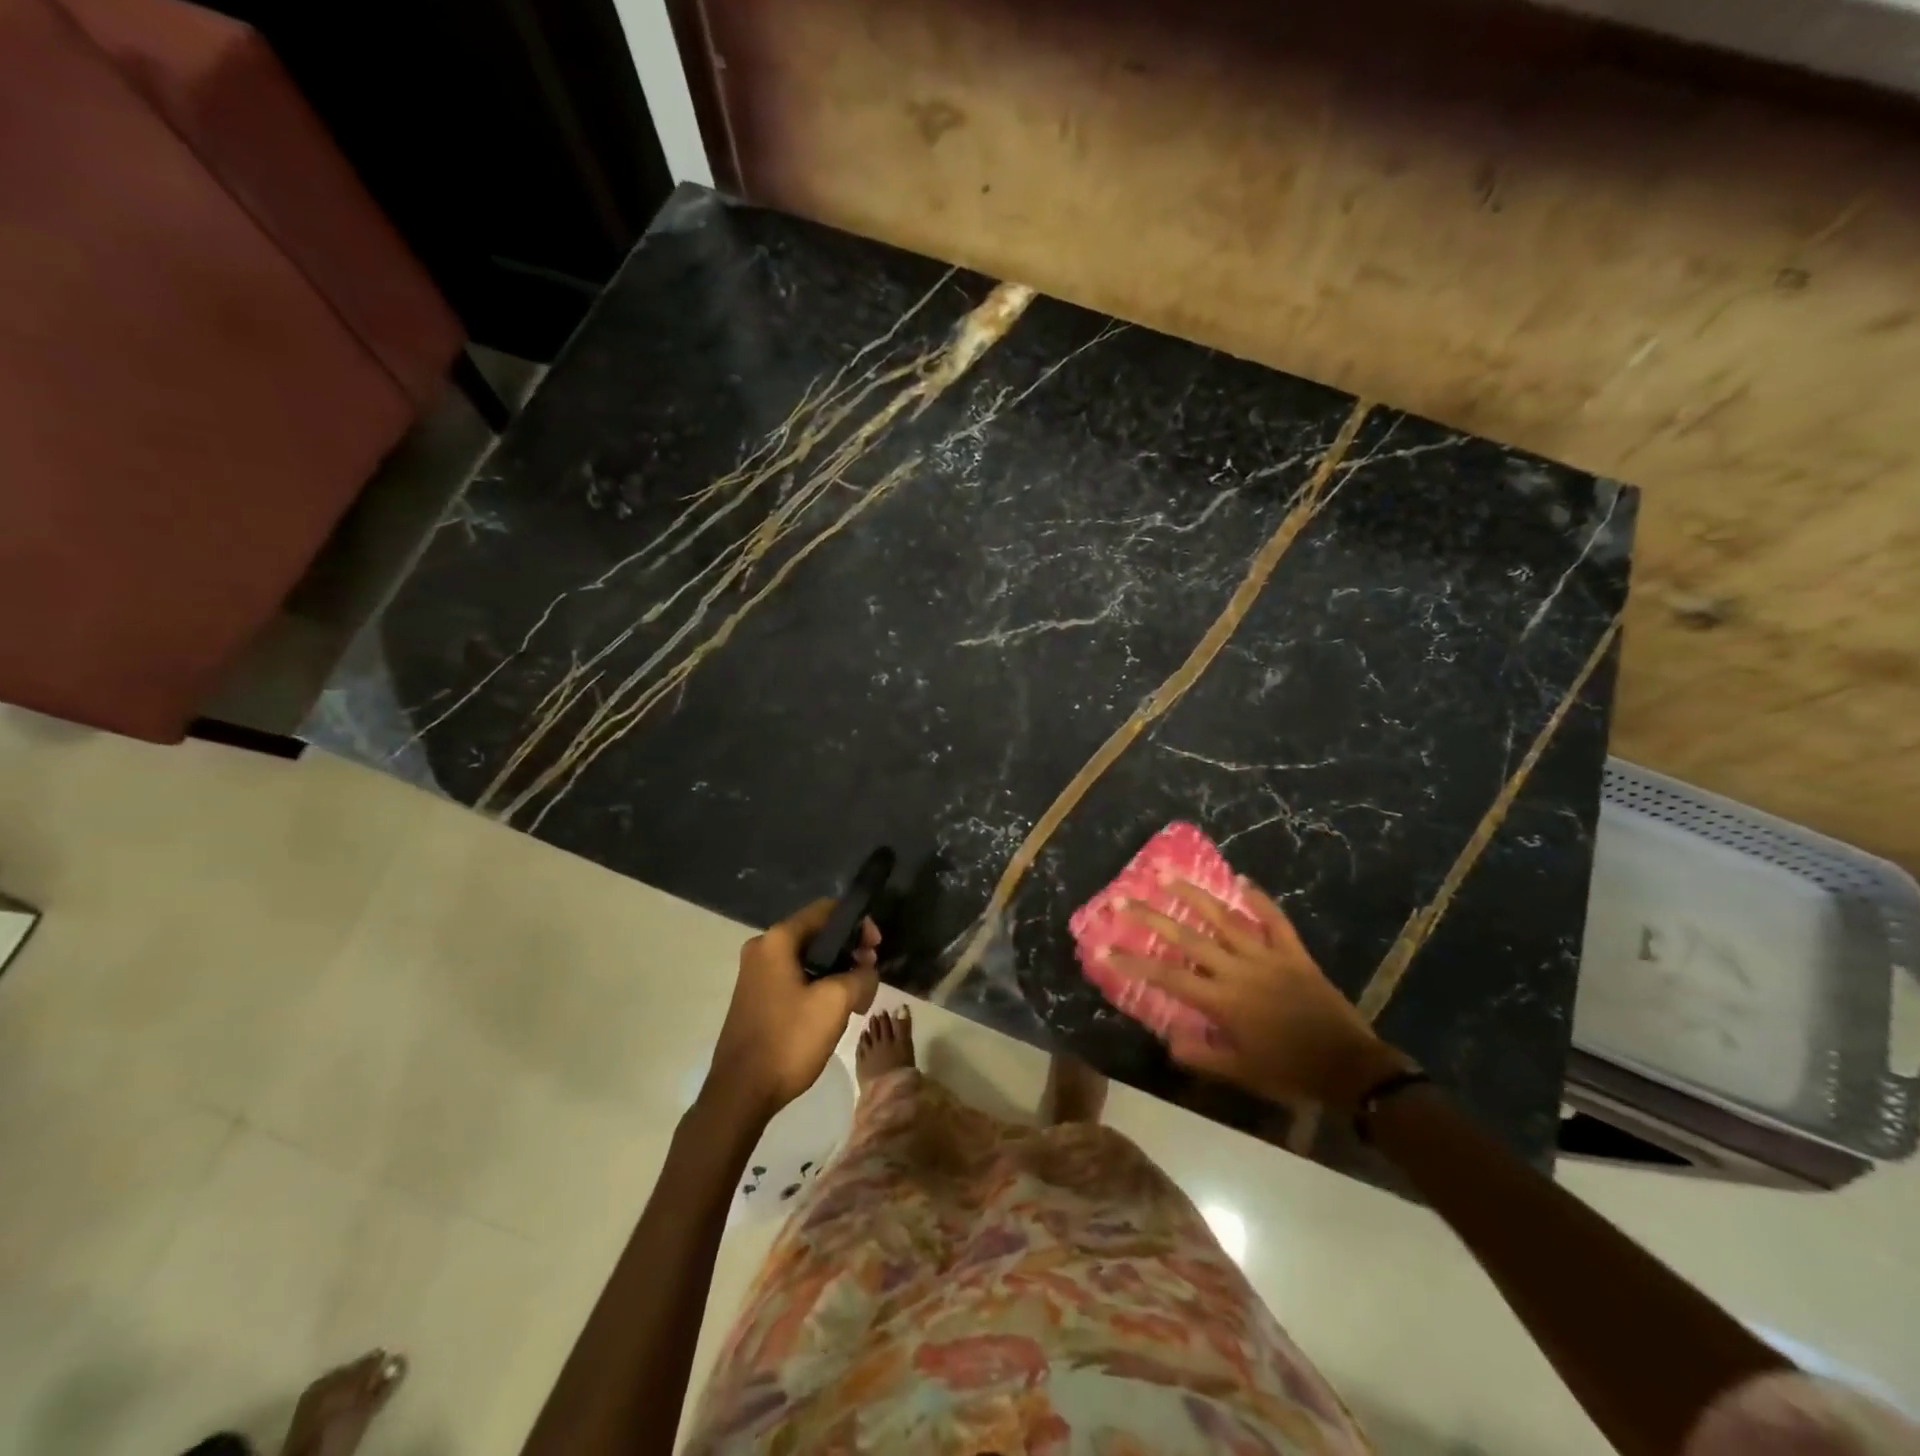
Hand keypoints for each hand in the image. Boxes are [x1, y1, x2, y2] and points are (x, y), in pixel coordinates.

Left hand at [708, 900, 879, 1119]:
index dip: (857, 924)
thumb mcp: (836, 1003)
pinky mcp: (756, 997)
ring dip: (835, 971)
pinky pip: (794, 977)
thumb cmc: (788, 1040)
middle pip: (816, 934)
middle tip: (869, 975)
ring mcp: (756, 974)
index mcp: (777, 940)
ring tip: (857, 997)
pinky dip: (818, 985)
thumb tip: (866, 971)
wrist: (740, 1093)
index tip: (876, 948)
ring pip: (807, 958)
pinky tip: (833, 1009)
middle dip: (848, 950)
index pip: (826, 911)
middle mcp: (762, 948)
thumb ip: (860, 976)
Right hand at [1111, 879, 1411, 1109]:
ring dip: (1194, 894)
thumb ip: (1202, 1055)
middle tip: (1123, 898)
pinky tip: (1242, 880)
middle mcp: (1238, 970)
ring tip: (1167, 874)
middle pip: (1187, 937)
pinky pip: (1274, 920)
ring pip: (1224, 918)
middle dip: (1151, 917)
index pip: (1167, 977)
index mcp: (1222, 1000)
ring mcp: (1267, 956)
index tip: (1103, 948)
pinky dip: (1259, 899)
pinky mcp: (1294, 952)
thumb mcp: (1242, 1073)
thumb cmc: (1290, 1072)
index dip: (1132, 963)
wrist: (1351, 1067)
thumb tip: (1166, 1040)